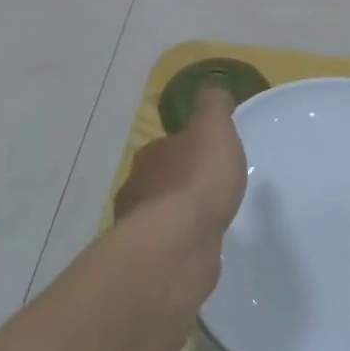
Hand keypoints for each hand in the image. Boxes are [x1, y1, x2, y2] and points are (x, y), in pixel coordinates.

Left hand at [114, 86, 247, 244]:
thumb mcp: (213, 129)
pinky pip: (169, 246)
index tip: (209, 154)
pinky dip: (182, 244)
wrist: (179, 244)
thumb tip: (212, 88)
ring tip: (208, 219)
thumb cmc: (197, 180)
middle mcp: (137, 189)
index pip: (167, 147)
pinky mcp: (150, 262)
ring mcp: (140, 229)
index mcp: (150, 156)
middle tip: (211, 188)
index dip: (187, 148)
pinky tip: (201, 247)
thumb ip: (213, 106)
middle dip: (181, 183)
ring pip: (161, 216)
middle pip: (160, 181)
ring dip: (180, 217)